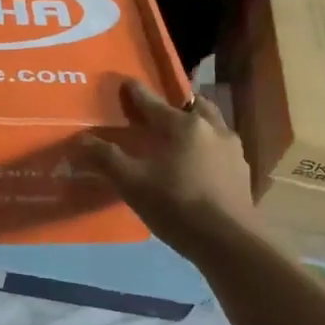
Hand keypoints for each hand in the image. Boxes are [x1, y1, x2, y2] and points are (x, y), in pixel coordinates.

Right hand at [78, 79, 265, 261]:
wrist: (228, 241)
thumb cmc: (176, 205)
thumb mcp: (132, 183)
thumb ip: (106, 158)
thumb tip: (81, 140)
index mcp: (183, 125)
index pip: (153, 102)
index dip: (136, 93)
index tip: (126, 82)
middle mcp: (212, 128)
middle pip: (191, 106)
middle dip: (175, 104)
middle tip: (160, 112)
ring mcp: (232, 150)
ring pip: (211, 125)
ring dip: (196, 125)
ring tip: (181, 137)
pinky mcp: (242, 172)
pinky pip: (221, 149)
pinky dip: (207, 148)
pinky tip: (199, 164)